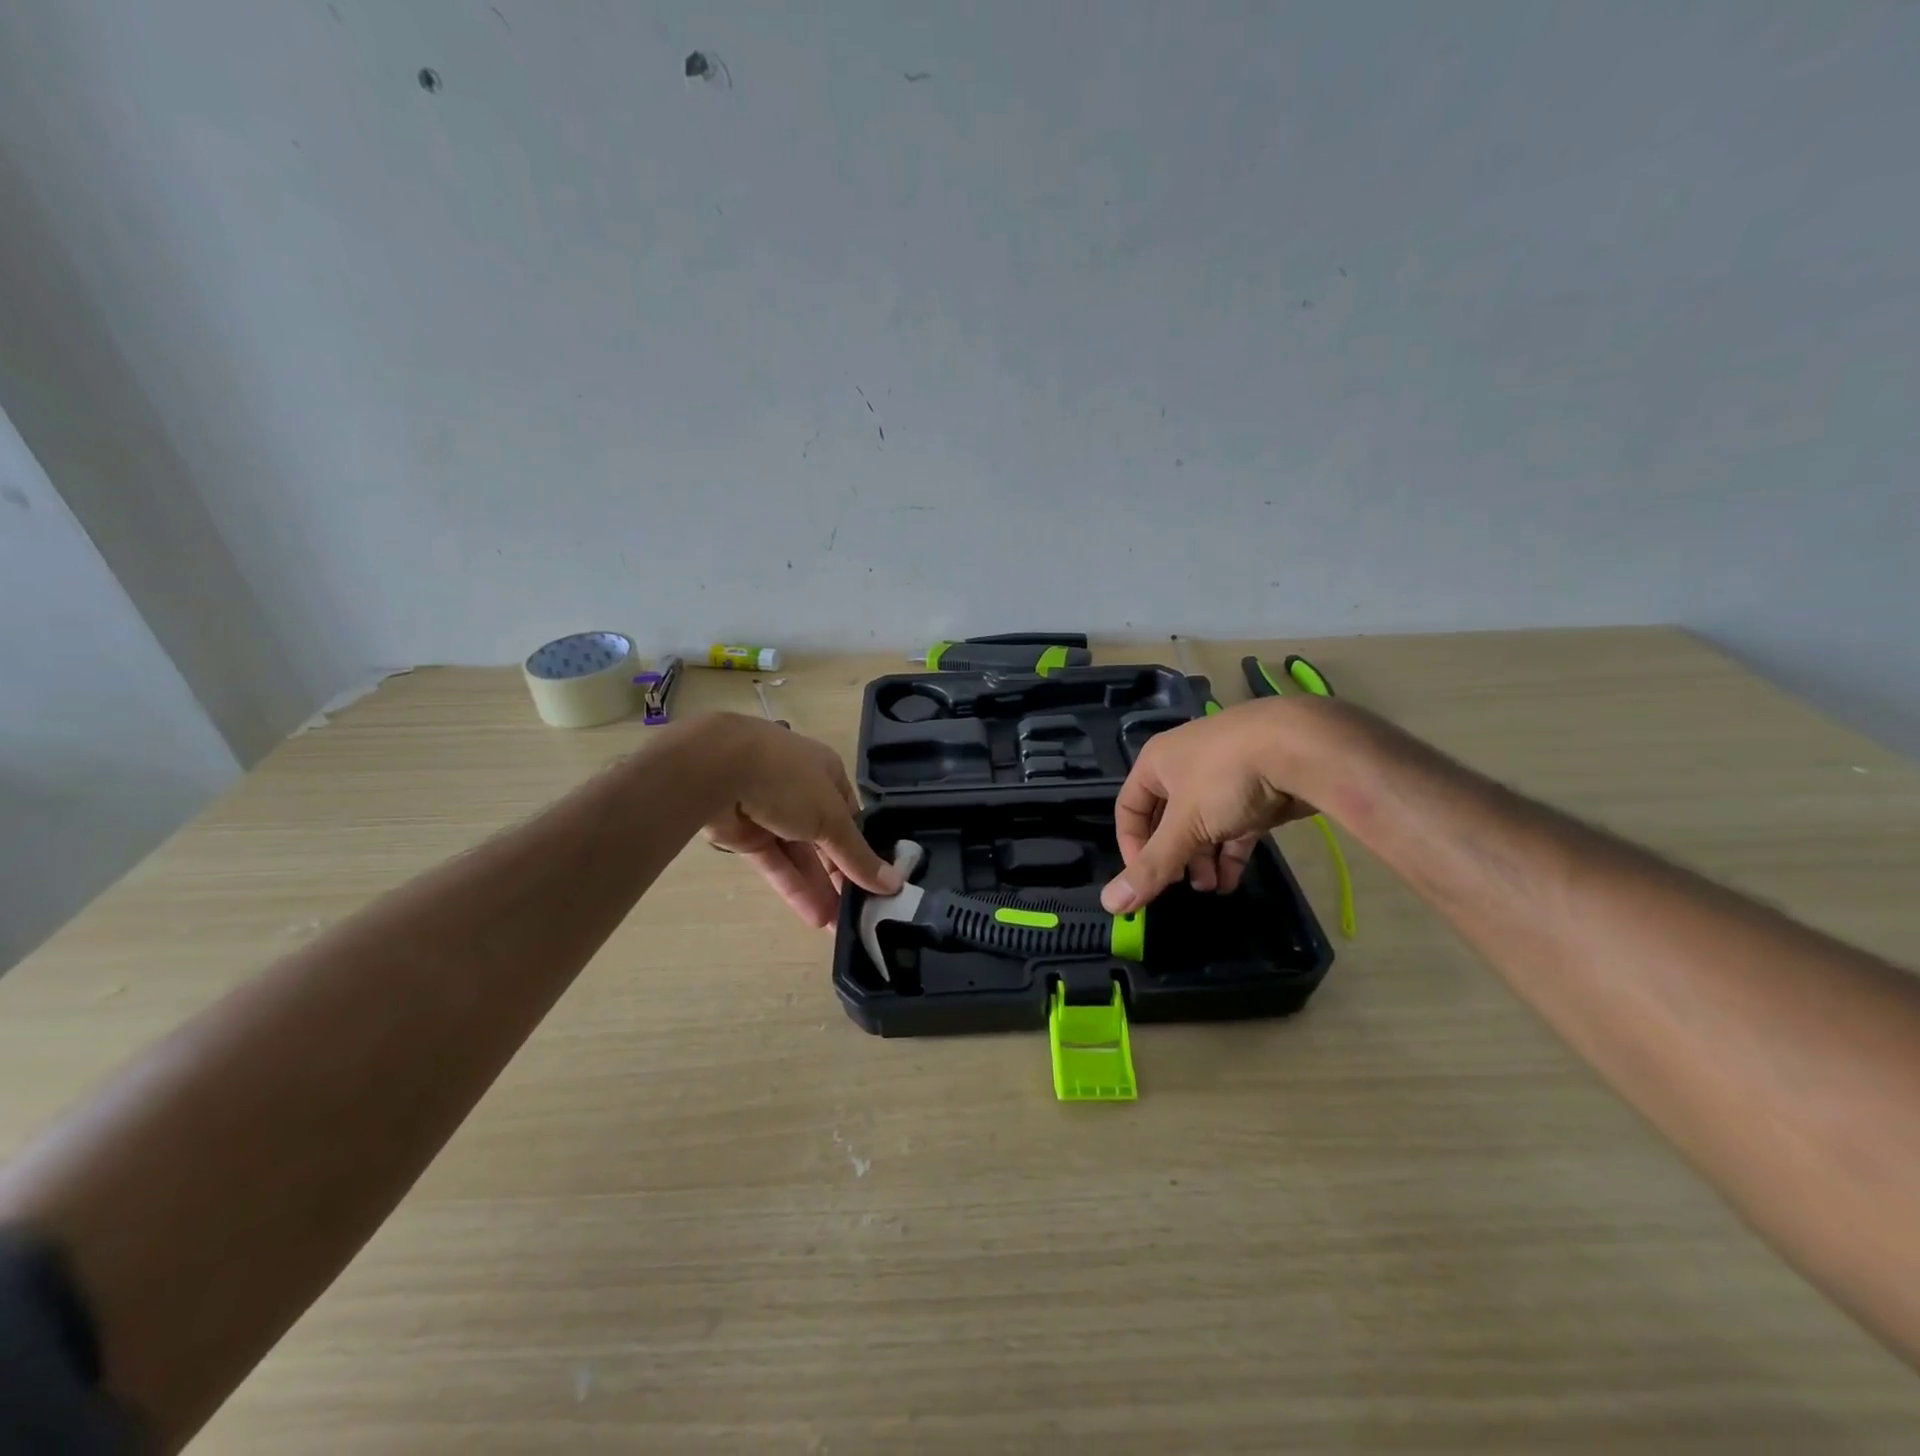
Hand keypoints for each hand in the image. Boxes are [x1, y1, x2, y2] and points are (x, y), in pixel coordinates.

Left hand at [700, 716, 901, 927]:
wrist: (717, 769)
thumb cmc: (789, 781)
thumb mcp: (833, 818)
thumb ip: (859, 856)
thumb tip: (895, 885)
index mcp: (827, 774)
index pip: (852, 816)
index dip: (864, 849)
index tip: (878, 884)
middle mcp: (801, 790)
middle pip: (827, 839)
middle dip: (842, 876)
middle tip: (859, 914)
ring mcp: (771, 813)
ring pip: (800, 855)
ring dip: (820, 888)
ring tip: (838, 927)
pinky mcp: (745, 834)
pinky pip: (775, 864)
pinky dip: (794, 888)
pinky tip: (814, 917)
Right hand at [1101, 698, 1326, 913]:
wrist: (1303, 748)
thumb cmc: (1226, 778)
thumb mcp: (1184, 826)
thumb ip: (1152, 866)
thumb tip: (1111, 905)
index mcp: (1157, 762)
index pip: (1129, 808)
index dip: (1132, 845)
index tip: (1146, 878)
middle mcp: (1185, 765)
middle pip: (1166, 819)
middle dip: (1173, 856)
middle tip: (1182, 885)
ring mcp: (1224, 776)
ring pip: (1202, 824)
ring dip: (1202, 859)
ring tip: (1210, 887)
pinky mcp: (1257, 789)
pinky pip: (1234, 825)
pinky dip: (1230, 852)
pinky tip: (1231, 881)